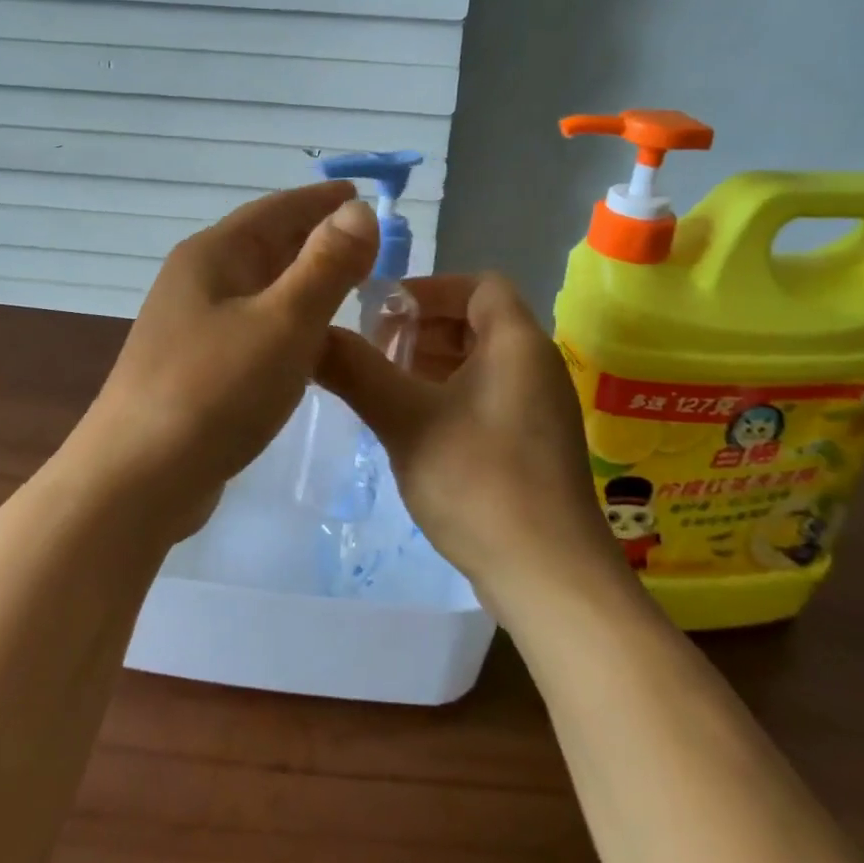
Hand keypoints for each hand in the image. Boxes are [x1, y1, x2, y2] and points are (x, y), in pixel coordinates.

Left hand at [70, 182, 379, 535]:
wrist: (137, 479)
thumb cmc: (215, 391)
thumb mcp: (283, 322)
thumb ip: (326, 265)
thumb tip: (359, 210)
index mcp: (213, 255)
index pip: (276, 209)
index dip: (320, 200)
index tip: (361, 195)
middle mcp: (197, 280)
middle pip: (265, 244)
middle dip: (315, 238)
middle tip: (369, 243)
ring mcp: (191, 325)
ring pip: (259, 288)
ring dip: (302, 281)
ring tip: (347, 286)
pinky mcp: (195, 367)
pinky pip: (252, 325)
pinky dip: (286, 321)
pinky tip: (307, 342)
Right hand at [316, 273, 632, 608]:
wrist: (550, 578)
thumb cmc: (479, 480)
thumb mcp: (405, 420)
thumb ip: (356, 371)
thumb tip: (313, 335)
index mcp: (517, 343)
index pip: (478, 284)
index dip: (428, 289)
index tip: (382, 313)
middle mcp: (536, 366)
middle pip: (476, 321)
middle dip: (422, 329)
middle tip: (375, 352)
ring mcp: (539, 409)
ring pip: (480, 363)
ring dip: (431, 365)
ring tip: (384, 388)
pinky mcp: (534, 447)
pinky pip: (487, 398)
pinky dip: (448, 396)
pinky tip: (412, 426)